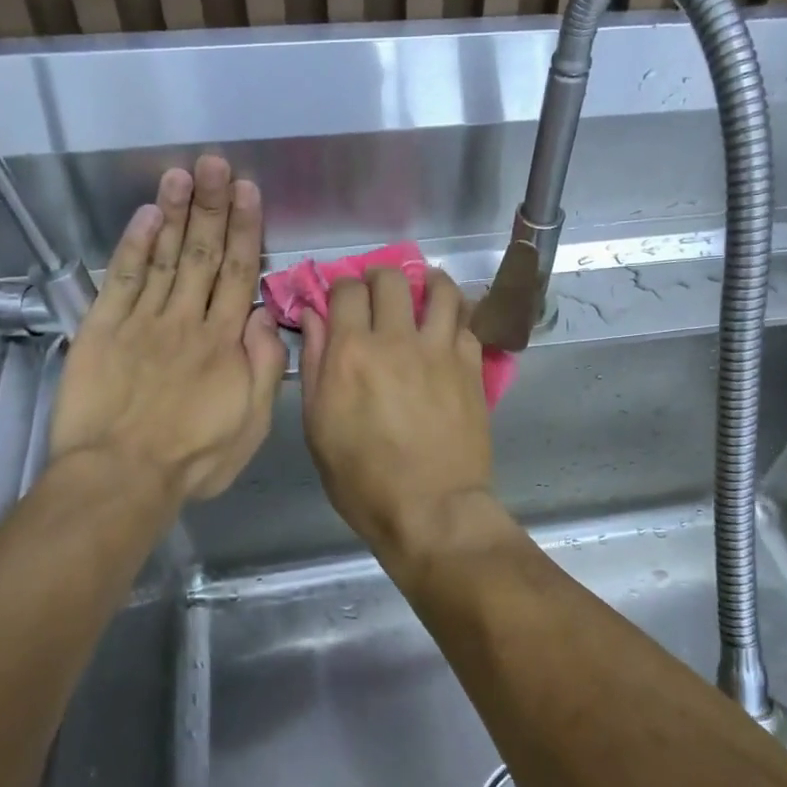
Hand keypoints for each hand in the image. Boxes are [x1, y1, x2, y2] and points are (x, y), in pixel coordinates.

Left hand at [49, 158, 285, 500]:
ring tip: (183, 174)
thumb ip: (264, 369)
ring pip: (164, 257)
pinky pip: (121, 278)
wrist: (120, 477)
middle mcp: (186, 320)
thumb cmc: (193, 458)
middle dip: (212, 206)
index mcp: (224, 343)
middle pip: (202, 254)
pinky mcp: (103, 329)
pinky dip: (133, 244)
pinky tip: (144, 215)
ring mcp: (142, 321)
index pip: (238, 273)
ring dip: (175, 213)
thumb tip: (266, 317)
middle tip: (216, 163)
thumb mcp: (252, 426)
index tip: (248, 191)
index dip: (245, 229)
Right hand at [300, 266, 493, 559]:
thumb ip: (315, 364)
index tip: (341, 300)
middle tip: (377, 294)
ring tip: (421, 293)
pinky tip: (447, 323)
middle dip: (379, 277)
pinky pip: (466, 321)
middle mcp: (397, 340)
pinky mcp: (471, 366)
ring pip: (440, 289)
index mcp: (352, 352)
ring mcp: (440, 350)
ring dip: (427, 282)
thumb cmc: (363, 479)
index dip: (341, 287)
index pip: (347, 290)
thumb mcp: (319, 427)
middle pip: (392, 279)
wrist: (431, 509)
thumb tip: (314, 317)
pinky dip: (454, 313)